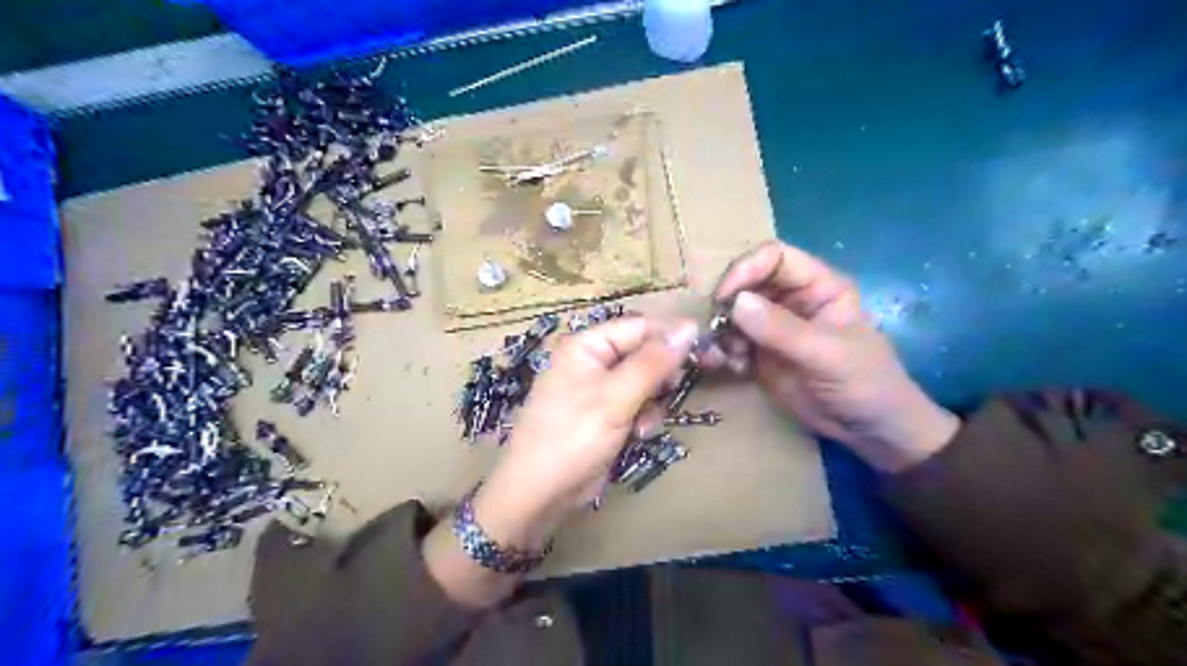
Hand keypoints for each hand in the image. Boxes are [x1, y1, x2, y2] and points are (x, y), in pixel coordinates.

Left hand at [477, 314, 703, 547]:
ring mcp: (598, 390)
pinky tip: (638, 436)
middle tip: (675, 390)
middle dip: (661, 376)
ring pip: (645, 383)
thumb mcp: (616, 396)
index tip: (707, 347)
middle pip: (643, 354)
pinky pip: (636, 405)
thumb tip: (689, 327)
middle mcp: (593, 362)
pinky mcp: (606, 415)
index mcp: (587, 346)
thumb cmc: (573, 436)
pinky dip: (642, 419)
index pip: (639, 327)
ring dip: (652, 403)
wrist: (540, 493)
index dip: (671, 335)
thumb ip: (653, 362)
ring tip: (644, 424)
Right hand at [708, 241, 957, 470]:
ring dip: (723, 332)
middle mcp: (792, 299)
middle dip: (727, 303)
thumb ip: (782, 329)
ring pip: (734, 313)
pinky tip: (733, 368)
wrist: (869, 430)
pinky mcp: (761, 353)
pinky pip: (731, 342)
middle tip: (716, 330)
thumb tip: (736, 302)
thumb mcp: (827, 354)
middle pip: (747, 283)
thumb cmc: (865, 383)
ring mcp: (773, 327)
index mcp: (817, 286)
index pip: (774, 257)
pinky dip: (724, 352)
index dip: (745, 269)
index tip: (724, 297)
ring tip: (729, 356)